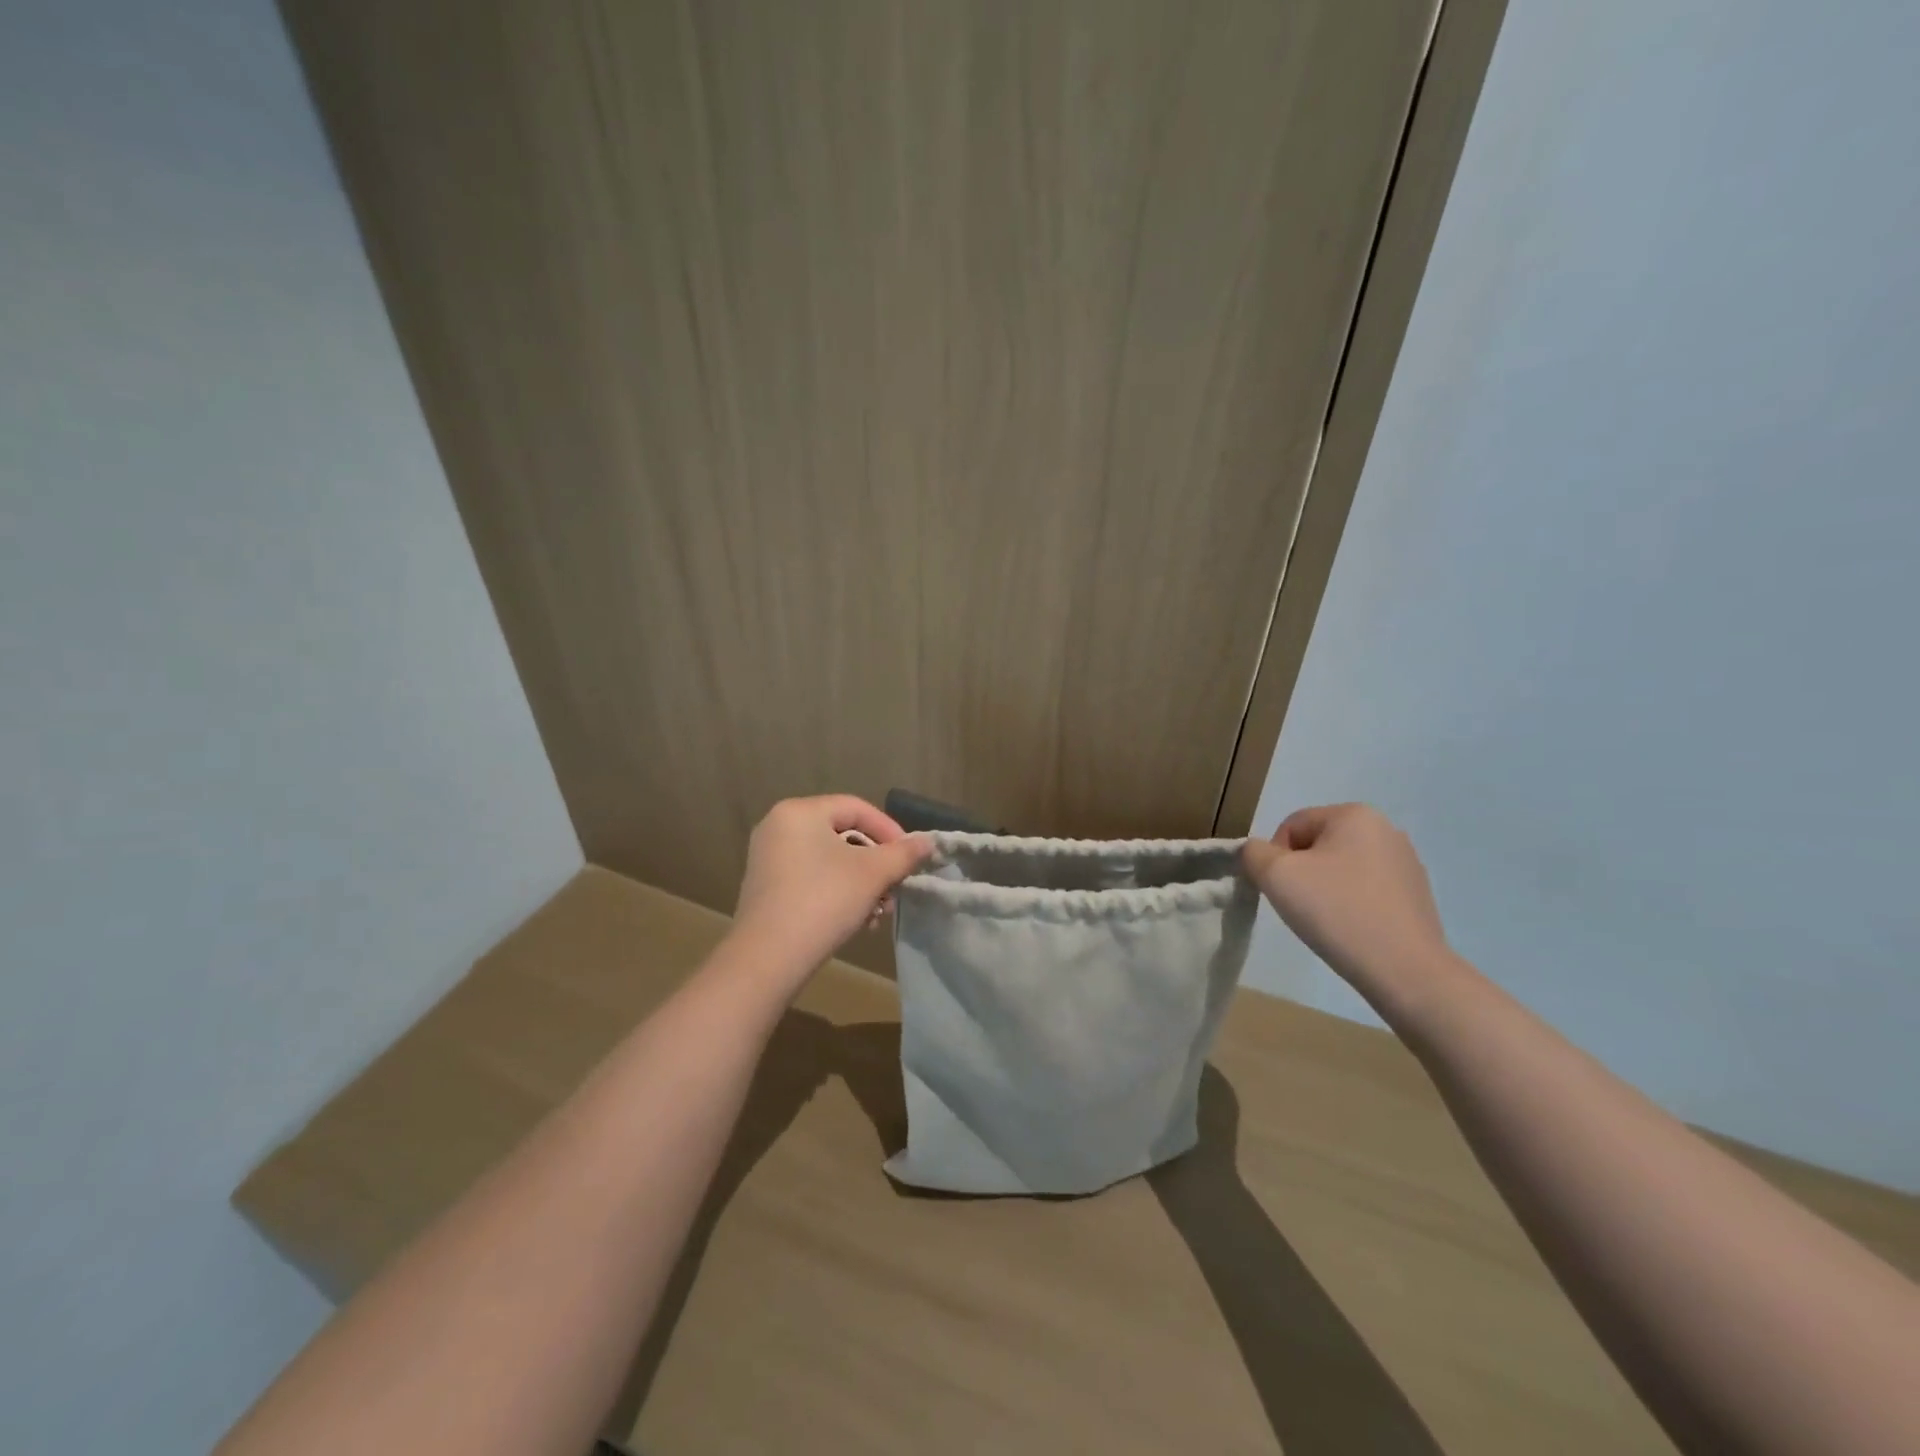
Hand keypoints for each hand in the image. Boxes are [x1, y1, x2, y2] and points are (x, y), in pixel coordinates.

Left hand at [731, 795, 931, 982]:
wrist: (768, 958)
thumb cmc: (824, 900)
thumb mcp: (873, 874)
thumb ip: (904, 853)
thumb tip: (927, 843)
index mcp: (800, 812)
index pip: (856, 808)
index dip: (890, 830)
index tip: (911, 857)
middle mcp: (779, 826)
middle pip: (843, 835)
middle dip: (876, 864)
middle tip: (896, 888)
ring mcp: (768, 858)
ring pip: (830, 861)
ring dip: (862, 883)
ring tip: (879, 912)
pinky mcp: (766, 888)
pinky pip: (812, 878)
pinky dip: (838, 892)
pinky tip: (857, 922)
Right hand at [1241, 803, 1458, 1011]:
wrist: (1404, 971)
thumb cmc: (1336, 911)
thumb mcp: (1275, 875)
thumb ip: (1253, 853)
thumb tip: (1259, 853)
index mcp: (1355, 814)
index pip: (1292, 826)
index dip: (1275, 858)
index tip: (1283, 890)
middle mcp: (1386, 829)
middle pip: (1317, 845)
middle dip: (1301, 873)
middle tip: (1301, 907)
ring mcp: (1407, 863)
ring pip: (1341, 868)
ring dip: (1324, 889)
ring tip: (1328, 921)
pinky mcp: (1417, 895)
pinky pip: (1366, 890)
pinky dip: (1351, 905)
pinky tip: (1353, 930)